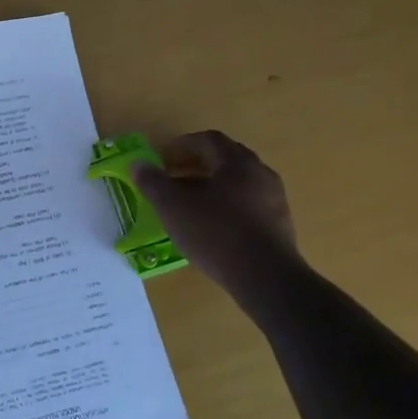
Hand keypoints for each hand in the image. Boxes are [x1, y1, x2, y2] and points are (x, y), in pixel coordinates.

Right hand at [133, 131, 299, 296]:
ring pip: (237, 184)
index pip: (208, 140)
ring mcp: (274, 200)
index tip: (162, 158)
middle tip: (173, 178)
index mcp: (237, 162)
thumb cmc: (216, 233)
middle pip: (225, 159)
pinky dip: (226, 207)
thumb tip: (138, 163)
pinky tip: (211, 227)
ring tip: (189, 205)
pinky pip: (248, 206)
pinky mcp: (279, 226)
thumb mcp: (173, 207)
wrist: (266, 278)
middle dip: (196, 165)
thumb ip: (153, 182)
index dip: (182, 145)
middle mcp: (260, 173)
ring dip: (211, 187)